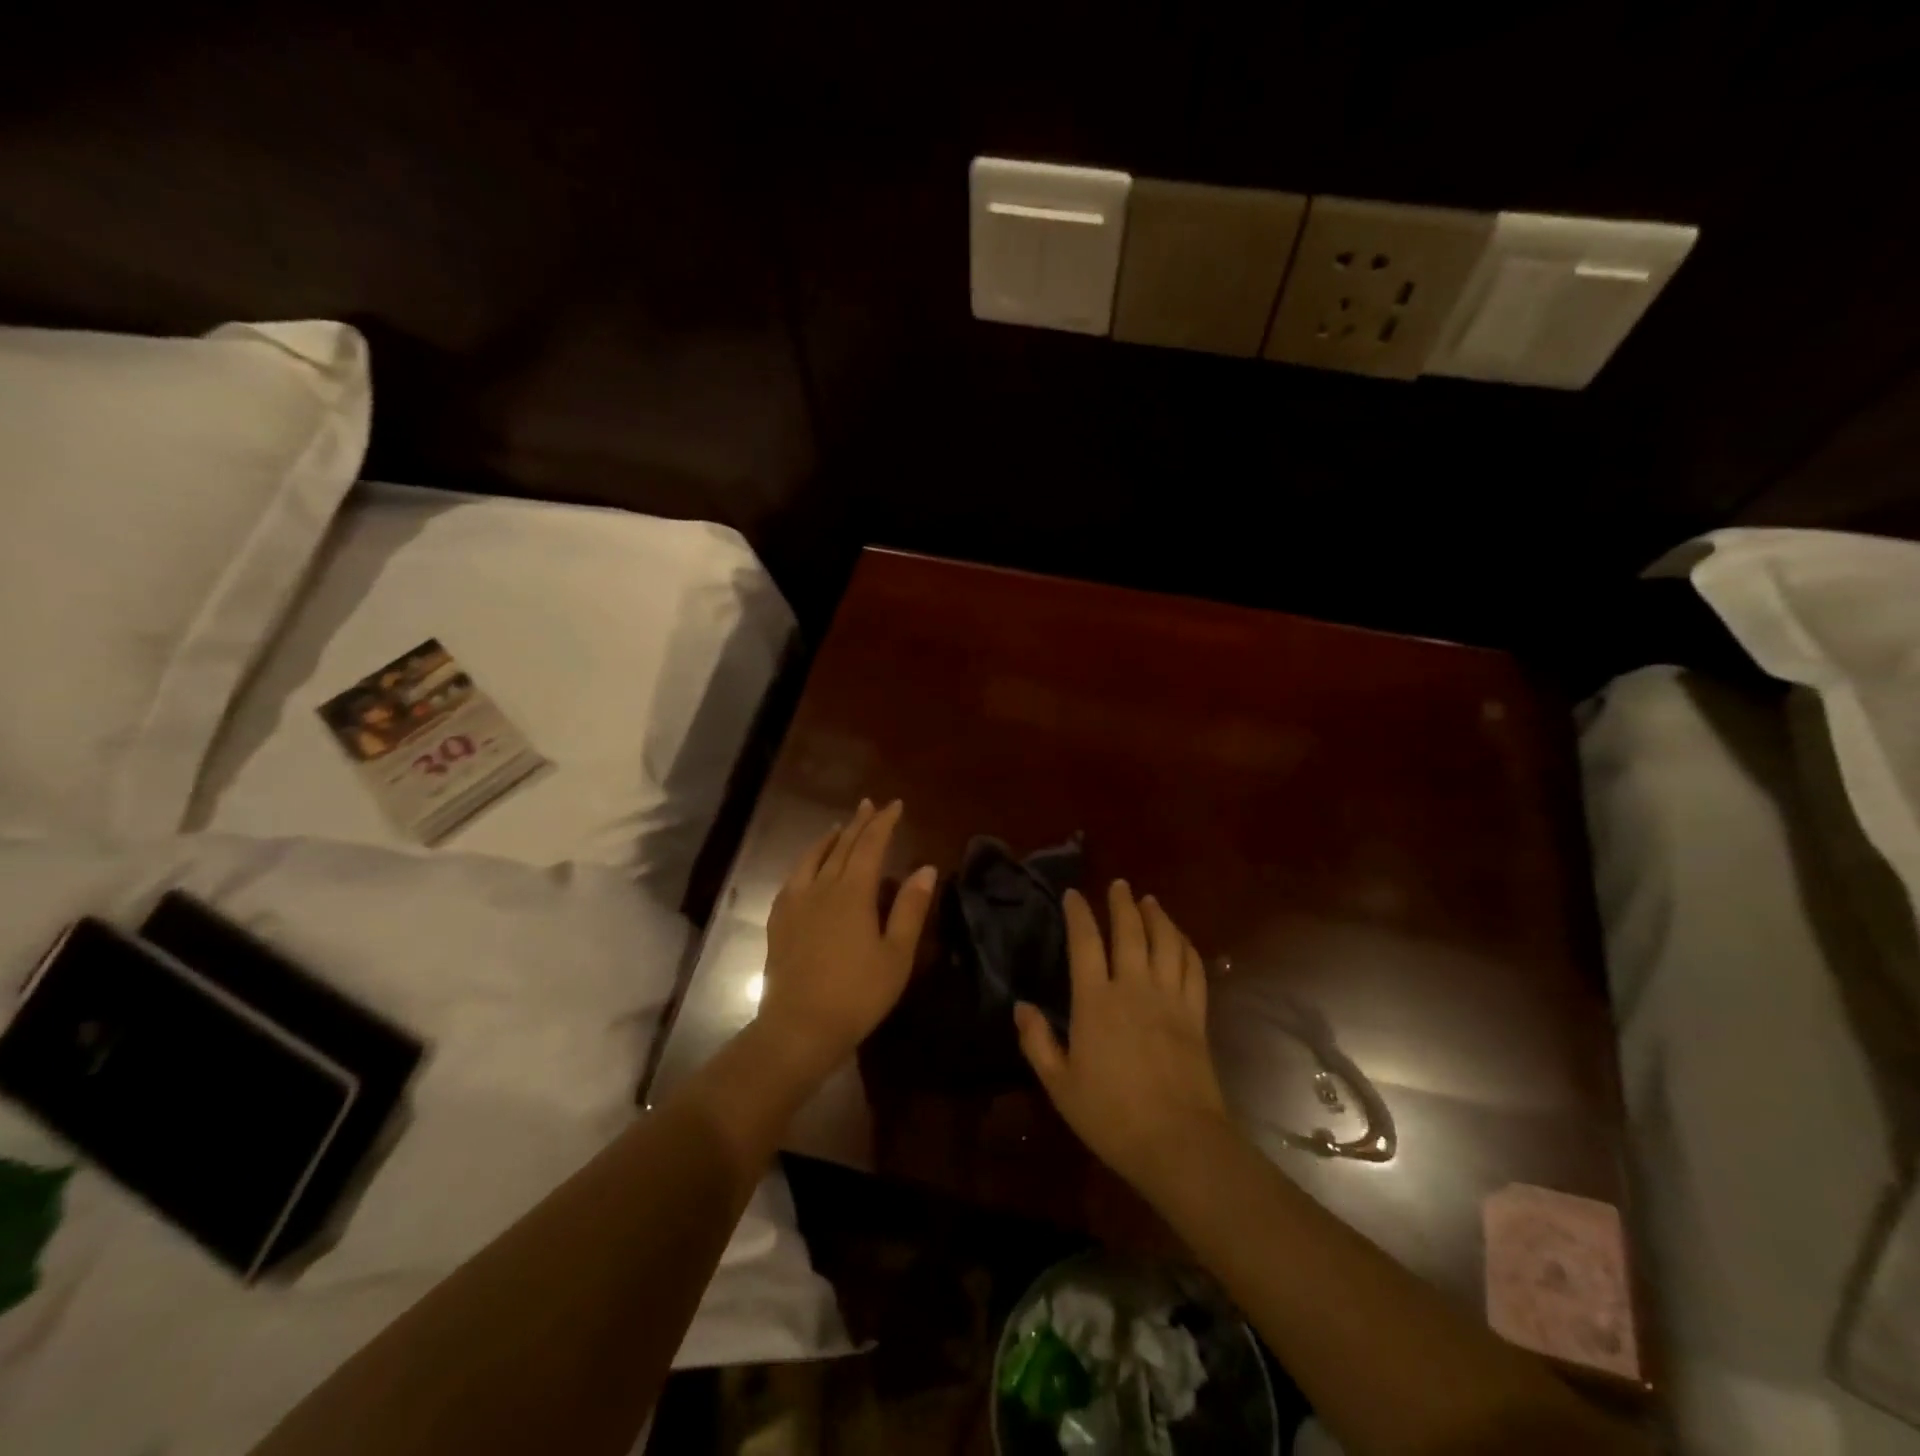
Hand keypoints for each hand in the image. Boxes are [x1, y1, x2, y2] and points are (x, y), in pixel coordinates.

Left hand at [760, 799, 936, 1078]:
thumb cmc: (857, 994)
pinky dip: (806, 862)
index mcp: (853, 892)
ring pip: (813, 858)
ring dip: (829, 839)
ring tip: (838, 827)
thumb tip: (925, 868)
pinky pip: (793, 879)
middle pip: (842, 846)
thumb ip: (910, 908)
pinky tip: (807, 868)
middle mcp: (821, 887)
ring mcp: (795, 903)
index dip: (884, 823)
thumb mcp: (896, 954)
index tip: (895, 805)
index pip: (870, 845)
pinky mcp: (779, 921)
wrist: (799, 1028)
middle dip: (858, 823)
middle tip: (869, 805)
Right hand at [1015, 881, 1229, 1196]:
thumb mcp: (1060, 1085)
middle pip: (1130, 932)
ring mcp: (1170, 999)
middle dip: (1123, 904)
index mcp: (1095, 1002)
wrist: (1178, 1142)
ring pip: (1166, 942)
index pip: (1085, 943)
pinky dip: (1186, 946)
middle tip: (1119, 885)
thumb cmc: (1111, 1115)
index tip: (1074, 895)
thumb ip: (1037, 1042)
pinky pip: (1194, 968)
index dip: (1078, 914)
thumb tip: (1020, 1006)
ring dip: (1158, 916)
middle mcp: (1133, 988)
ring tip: (1150, 901)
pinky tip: (1180, 939)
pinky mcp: (1196, 1015)